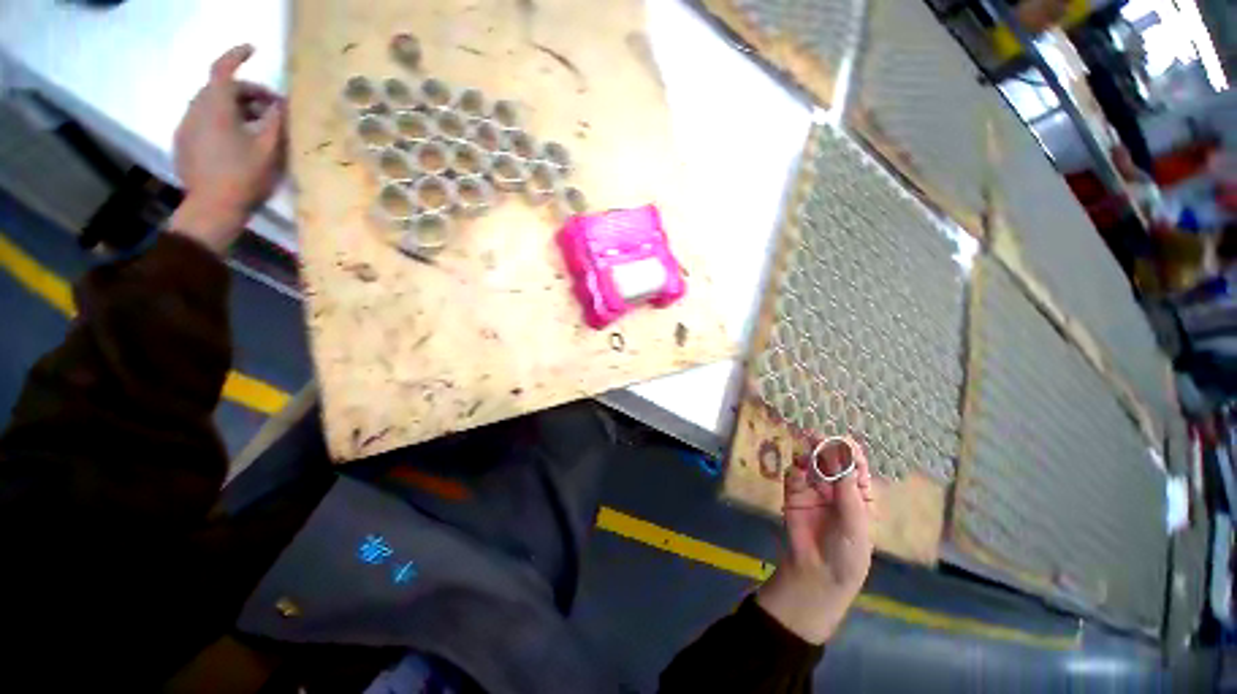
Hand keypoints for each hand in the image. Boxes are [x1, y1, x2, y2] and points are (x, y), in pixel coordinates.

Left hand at [170, 45, 285, 252]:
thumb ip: (275, 121)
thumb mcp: (269, 148)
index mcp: (216, 107)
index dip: (237, 55)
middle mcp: (196, 109)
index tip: (253, 50)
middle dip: (247, 93)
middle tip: (272, 110)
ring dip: (236, 108)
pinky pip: (204, 121)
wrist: (213, 208)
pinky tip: (238, 141)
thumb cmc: (245, 176)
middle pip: (221, 89)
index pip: (224, 69)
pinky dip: (223, 122)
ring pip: (212, 105)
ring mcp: (186, 126)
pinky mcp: (184, 142)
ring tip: (258, 128)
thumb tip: (282, 103)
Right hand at [755, 436, 875, 643]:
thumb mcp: (855, 521)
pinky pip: (793, 475)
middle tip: (816, 437)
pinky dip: (795, 469)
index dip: (850, 452)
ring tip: (806, 453)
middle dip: (826, 448)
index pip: (855, 467)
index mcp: (858, 494)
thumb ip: (847, 489)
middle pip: (831, 461)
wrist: (818, 572)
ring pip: (811, 464)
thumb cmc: (847, 551)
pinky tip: (797, 471)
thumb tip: (841, 455)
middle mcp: (836, 488)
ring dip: (809, 455)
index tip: (842, 439)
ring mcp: (813, 489)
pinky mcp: (793, 493)